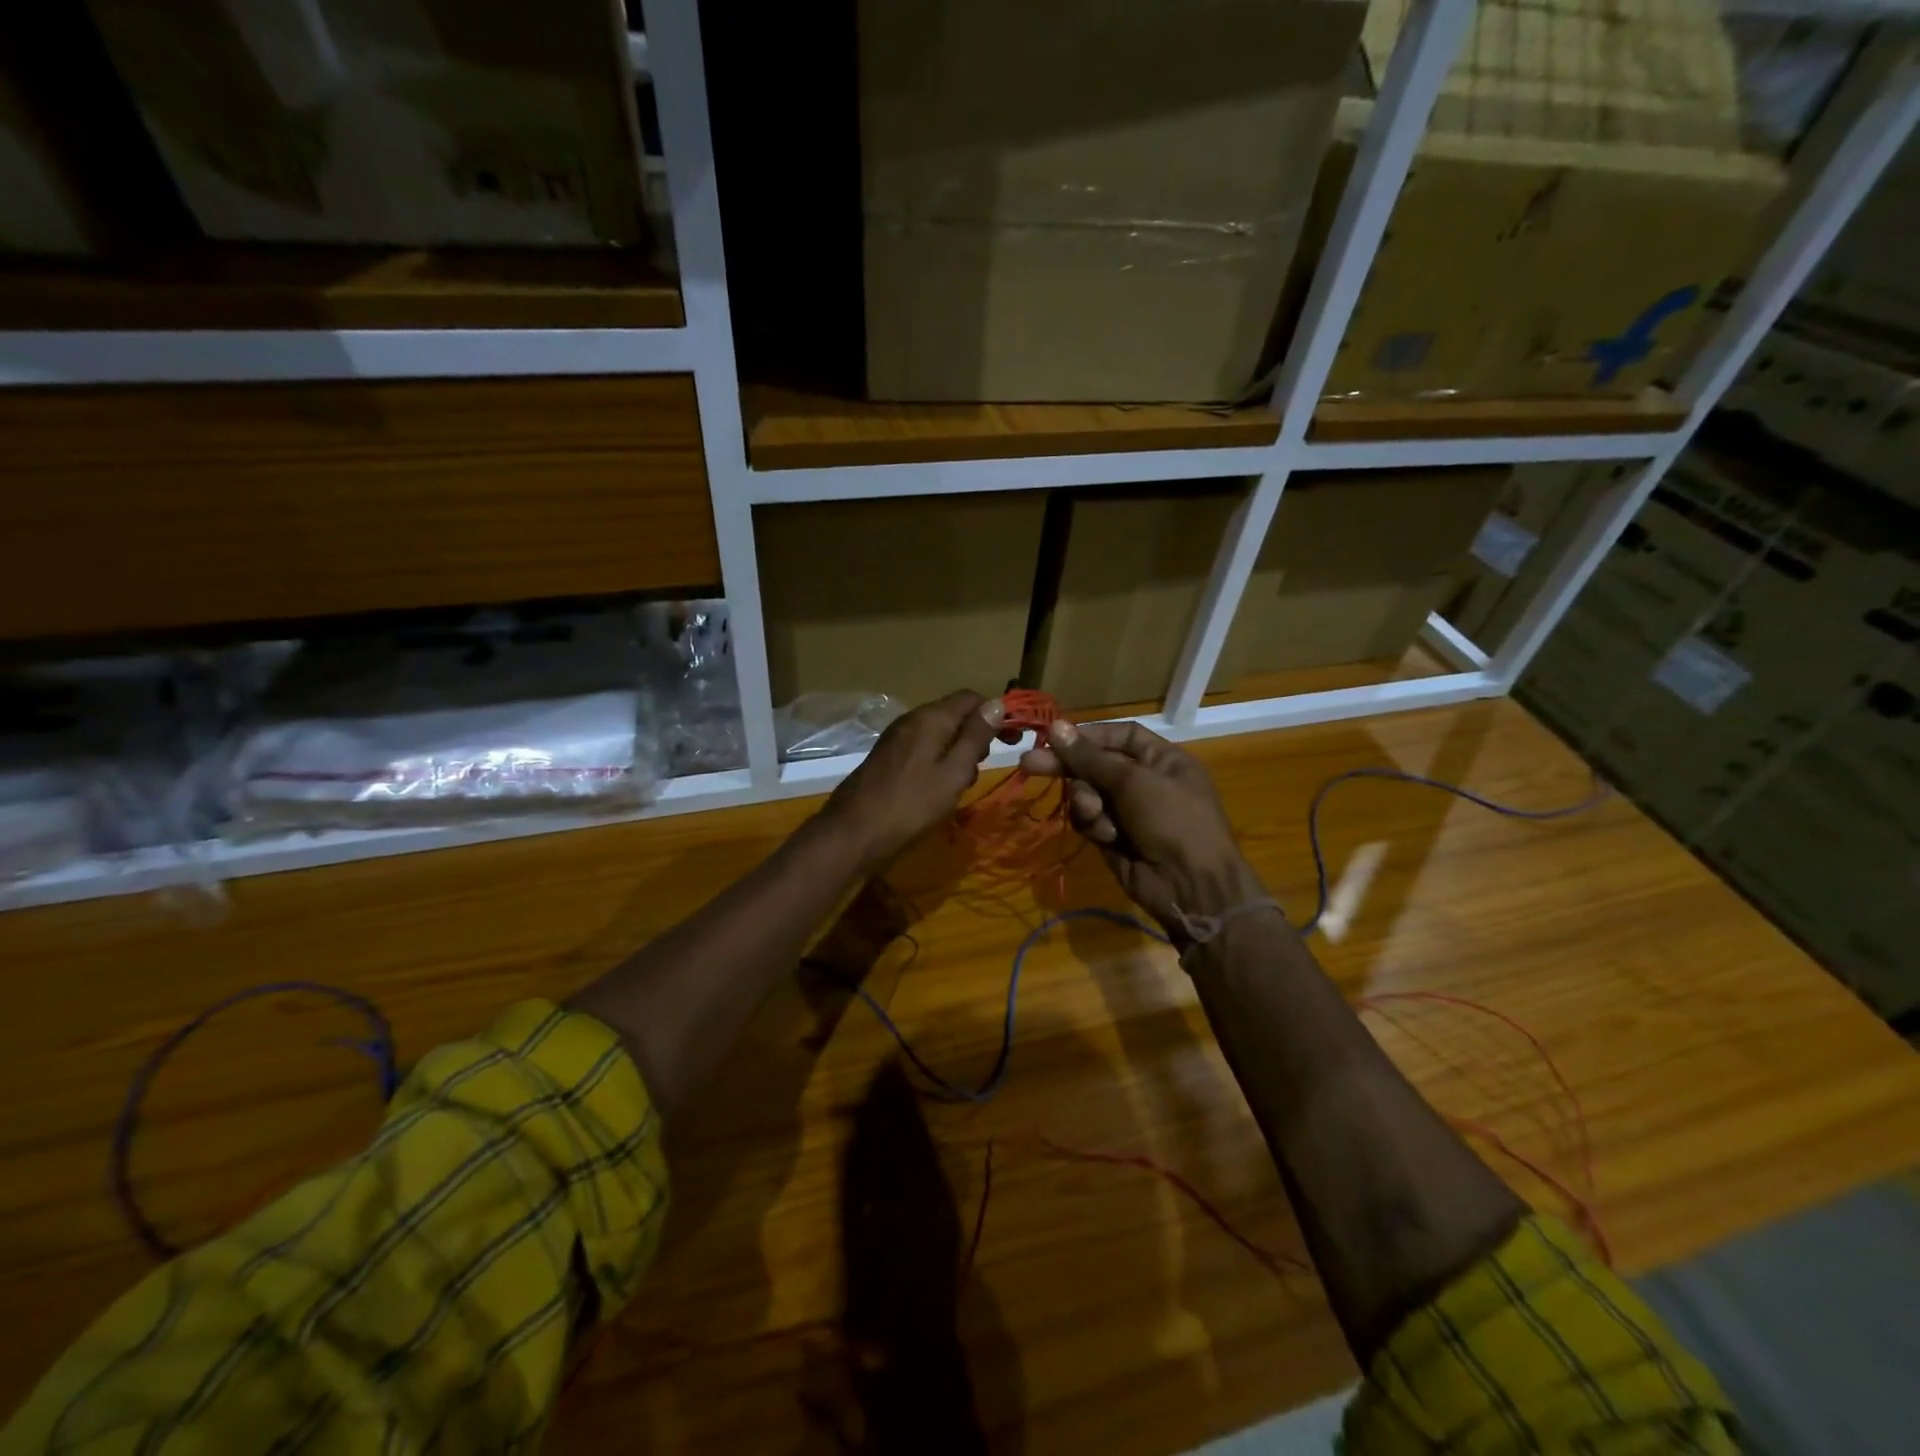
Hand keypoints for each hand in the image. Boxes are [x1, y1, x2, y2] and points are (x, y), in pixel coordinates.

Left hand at [824, 691, 1006, 869]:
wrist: (854, 831)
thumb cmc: (912, 804)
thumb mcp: (954, 772)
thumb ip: (975, 737)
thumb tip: (997, 703)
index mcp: (931, 718)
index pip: (971, 698)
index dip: (996, 714)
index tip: (1014, 740)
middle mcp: (912, 719)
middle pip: (954, 714)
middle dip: (976, 736)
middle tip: (982, 768)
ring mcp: (896, 737)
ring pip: (938, 733)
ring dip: (957, 752)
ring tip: (960, 784)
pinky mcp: (887, 756)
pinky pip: (922, 748)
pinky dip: (938, 761)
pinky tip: (937, 788)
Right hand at [1022, 719, 1266, 944]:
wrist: (1191, 887)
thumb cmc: (1172, 820)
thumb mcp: (1133, 782)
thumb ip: (1090, 757)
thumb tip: (1055, 726)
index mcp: (1162, 759)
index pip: (1120, 736)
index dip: (1089, 735)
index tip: (1055, 737)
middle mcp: (1145, 781)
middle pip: (1096, 764)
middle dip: (1068, 766)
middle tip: (1030, 764)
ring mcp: (1129, 811)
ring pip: (1088, 793)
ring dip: (1086, 801)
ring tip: (1094, 814)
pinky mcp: (1114, 837)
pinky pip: (1090, 821)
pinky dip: (1094, 826)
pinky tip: (1107, 837)